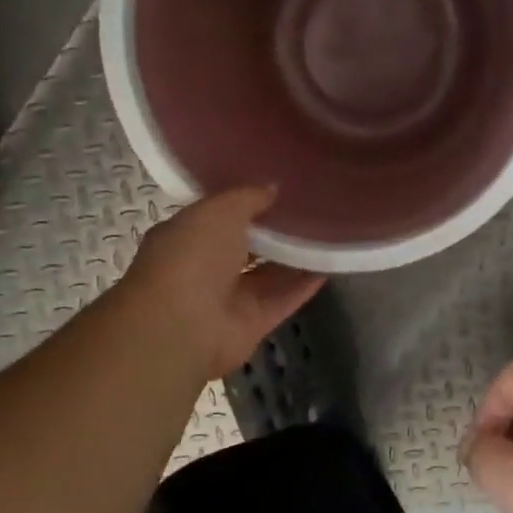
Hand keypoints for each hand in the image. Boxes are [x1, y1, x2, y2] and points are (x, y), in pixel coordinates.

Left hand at [123, 187, 324, 379]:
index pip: (218, 216)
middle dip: (272, 230)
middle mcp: (206, 267)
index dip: (245, 202)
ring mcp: (230, 298)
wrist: (182, 326)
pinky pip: (284, 299)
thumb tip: (272, 188)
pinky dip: (304, 285)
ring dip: (294, 257)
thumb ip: (246, 198)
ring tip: (326, 232)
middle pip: (246, 246)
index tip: (278, 186)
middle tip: (310, 207)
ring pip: (268, 274)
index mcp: (186, 236)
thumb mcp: (217, 212)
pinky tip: (330, 264)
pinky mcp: (253, 323)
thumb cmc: (191, 257)